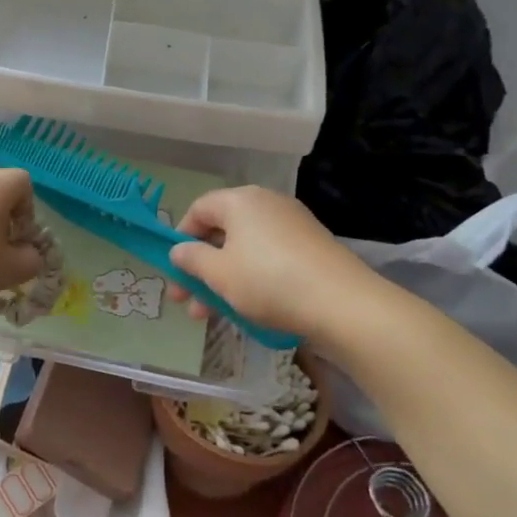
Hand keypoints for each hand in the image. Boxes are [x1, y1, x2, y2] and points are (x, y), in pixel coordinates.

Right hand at [167, 186, 364, 337]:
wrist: (342, 304)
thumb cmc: (268, 281)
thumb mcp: (219, 274)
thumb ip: (192, 259)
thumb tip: (178, 250)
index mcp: (240, 200)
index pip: (199, 209)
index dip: (180, 237)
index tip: (174, 269)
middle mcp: (266, 204)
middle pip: (222, 231)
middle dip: (199, 267)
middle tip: (185, 300)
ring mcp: (293, 225)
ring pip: (245, 249)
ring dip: (222, 279)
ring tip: (211, 316)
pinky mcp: (311, 248)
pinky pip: (269, 258)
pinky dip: (251, 278)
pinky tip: (246, 308)